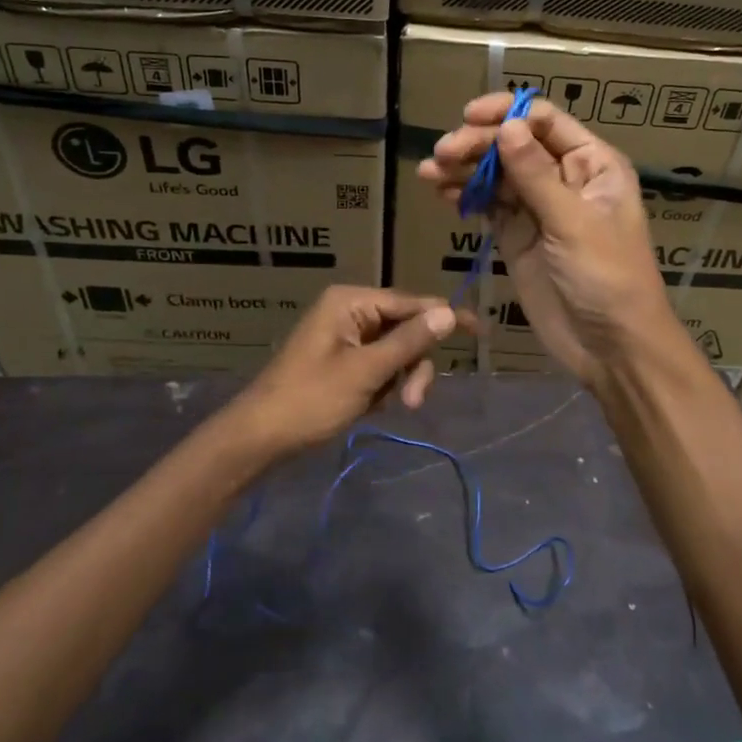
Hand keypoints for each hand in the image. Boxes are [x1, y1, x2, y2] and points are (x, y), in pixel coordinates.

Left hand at [223, 287, 468, 456]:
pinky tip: (372, 407)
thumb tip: (449, 312)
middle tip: (411, 401)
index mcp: (351, 302)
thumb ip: (409, 341)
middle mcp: (351, 312)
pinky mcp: (344, 362)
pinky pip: (381, 367)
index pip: (412, 303)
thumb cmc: (310, 400)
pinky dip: (385, 387)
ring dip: (401, 380)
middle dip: (413, 365)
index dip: (446, 317)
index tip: (481, 332)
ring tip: (391, 408)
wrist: (260, 438)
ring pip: (397, 352)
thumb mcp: (366, 372)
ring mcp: (347, 338)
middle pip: (407, 330)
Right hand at [418, 94, 675, 389]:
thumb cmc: (607, 277)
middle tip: (442, 154)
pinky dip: (465, 194)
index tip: (470, 116)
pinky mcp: (516, 235)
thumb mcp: (574, 222)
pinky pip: (488, 205)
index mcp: (592, 164)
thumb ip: (536, 175)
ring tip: (429, 171)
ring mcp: (538, 207)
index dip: (508, 112)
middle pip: (515, 144)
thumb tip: (507, 125)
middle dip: (478, 144)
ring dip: (464, 167)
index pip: (546, 121)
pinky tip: (441, 190)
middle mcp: (564, 177)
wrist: (610, 346)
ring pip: (497, 174)